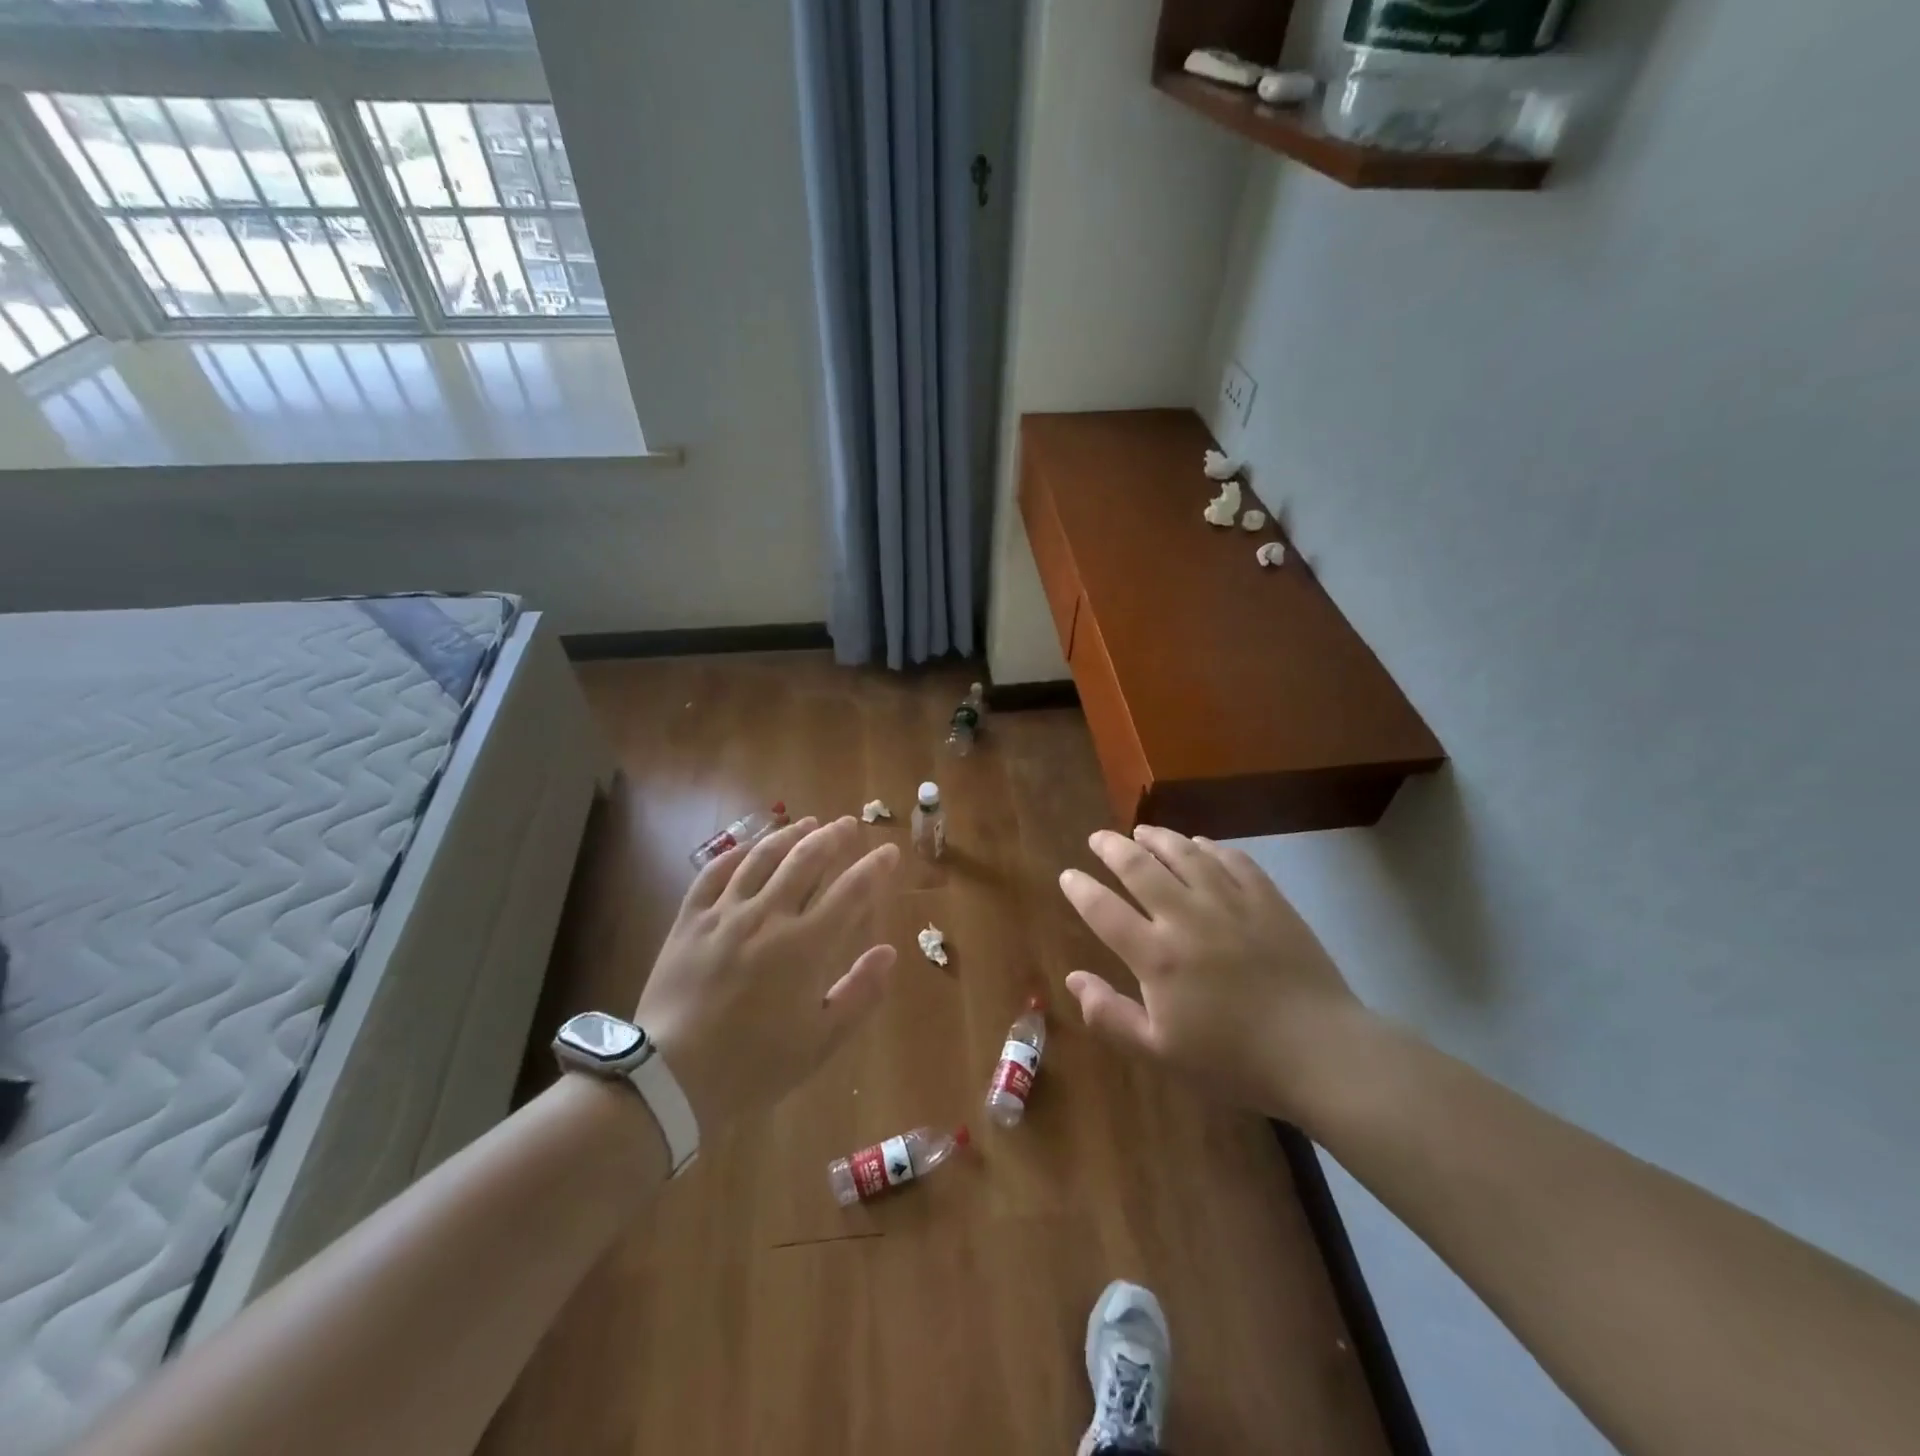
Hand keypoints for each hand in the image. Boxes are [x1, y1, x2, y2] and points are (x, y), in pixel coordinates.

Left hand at [637, 815, 898, 1134]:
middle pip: (806, 860)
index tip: (889, 851)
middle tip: (847, 824)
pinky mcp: (690, 920)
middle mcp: (768, 916)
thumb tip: (888, 952)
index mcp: (805, 946)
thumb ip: (860, 993)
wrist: (672, 1079)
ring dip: (789, 835)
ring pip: (762, 857)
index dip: (874, 868)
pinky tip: (749, 846)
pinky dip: (736, 853)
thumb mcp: (820, 1041)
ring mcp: (725, 914)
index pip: (851, 891)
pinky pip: (713, 873)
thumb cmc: (755, 1065)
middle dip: (832, 837)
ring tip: (807, 822)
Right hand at [1059, 826, 1368, 1119]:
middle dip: (1112, 848)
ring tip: (1142, 831)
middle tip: (1098, 838)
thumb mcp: (1160, 1053)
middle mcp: (1186, 917)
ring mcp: (1230, 902)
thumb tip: (1073, 979)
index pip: (1104, 910)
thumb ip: (1110, 1016)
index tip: (1068, 875)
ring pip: (1184, 854)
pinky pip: (1232, 859)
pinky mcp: (1267, 899)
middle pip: (1139, 868)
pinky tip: (1200, 844)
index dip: (1081, 889)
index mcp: (1157, 956)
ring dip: (1157, 838)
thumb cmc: (1233, 1060)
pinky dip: (1209, 847)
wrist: (1318, 1052)